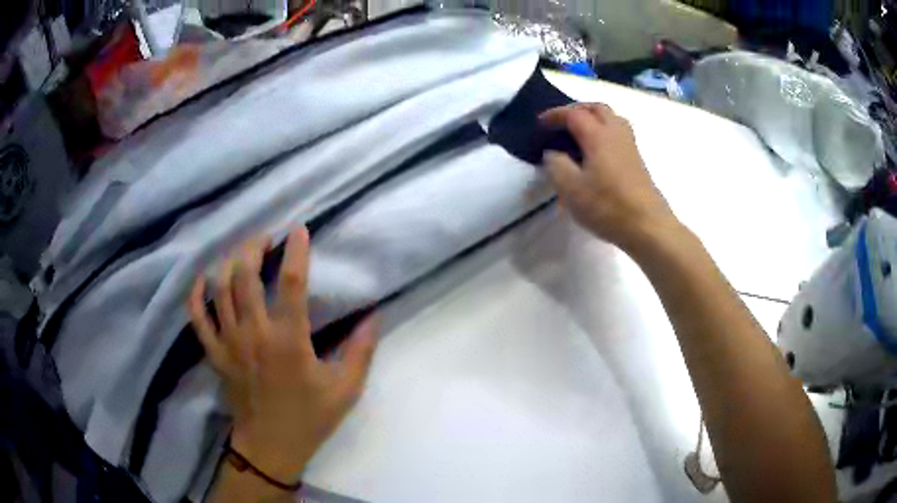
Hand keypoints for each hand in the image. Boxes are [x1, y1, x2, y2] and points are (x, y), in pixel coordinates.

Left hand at [188, 228, 378, 483]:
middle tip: (264, 237)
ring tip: (241, 251)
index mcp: (289, 342)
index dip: (296, 252)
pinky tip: (202, 280)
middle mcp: (254, 334)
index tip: (299, 230)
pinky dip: (196, 296)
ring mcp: (229, 343)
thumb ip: (360, 350)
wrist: (270, 446)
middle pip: (244, 276)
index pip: (292, 284)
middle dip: (253, 247)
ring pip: (220, 290)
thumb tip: (374, 315)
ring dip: (229, 263)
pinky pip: (198, 318)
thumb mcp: (345, 389)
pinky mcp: (216, 354)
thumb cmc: (309, 418)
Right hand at [541, 104, 676, 249]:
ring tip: (580, 132)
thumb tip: (553, 153)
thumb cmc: (607, 207)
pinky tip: (597, 151)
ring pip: (612, 118)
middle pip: (597, 108)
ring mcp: (630, 146)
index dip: (555, 115)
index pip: (574, 114)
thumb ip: (556, 165)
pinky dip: (605, 131)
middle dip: (577, 109)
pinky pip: (619, 133)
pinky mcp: (637, 160)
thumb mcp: (571, 189)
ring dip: (594, 117)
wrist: (647, 226)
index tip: (541, 123)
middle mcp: (616, 134)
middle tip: (561, 122)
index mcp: (598, 136)